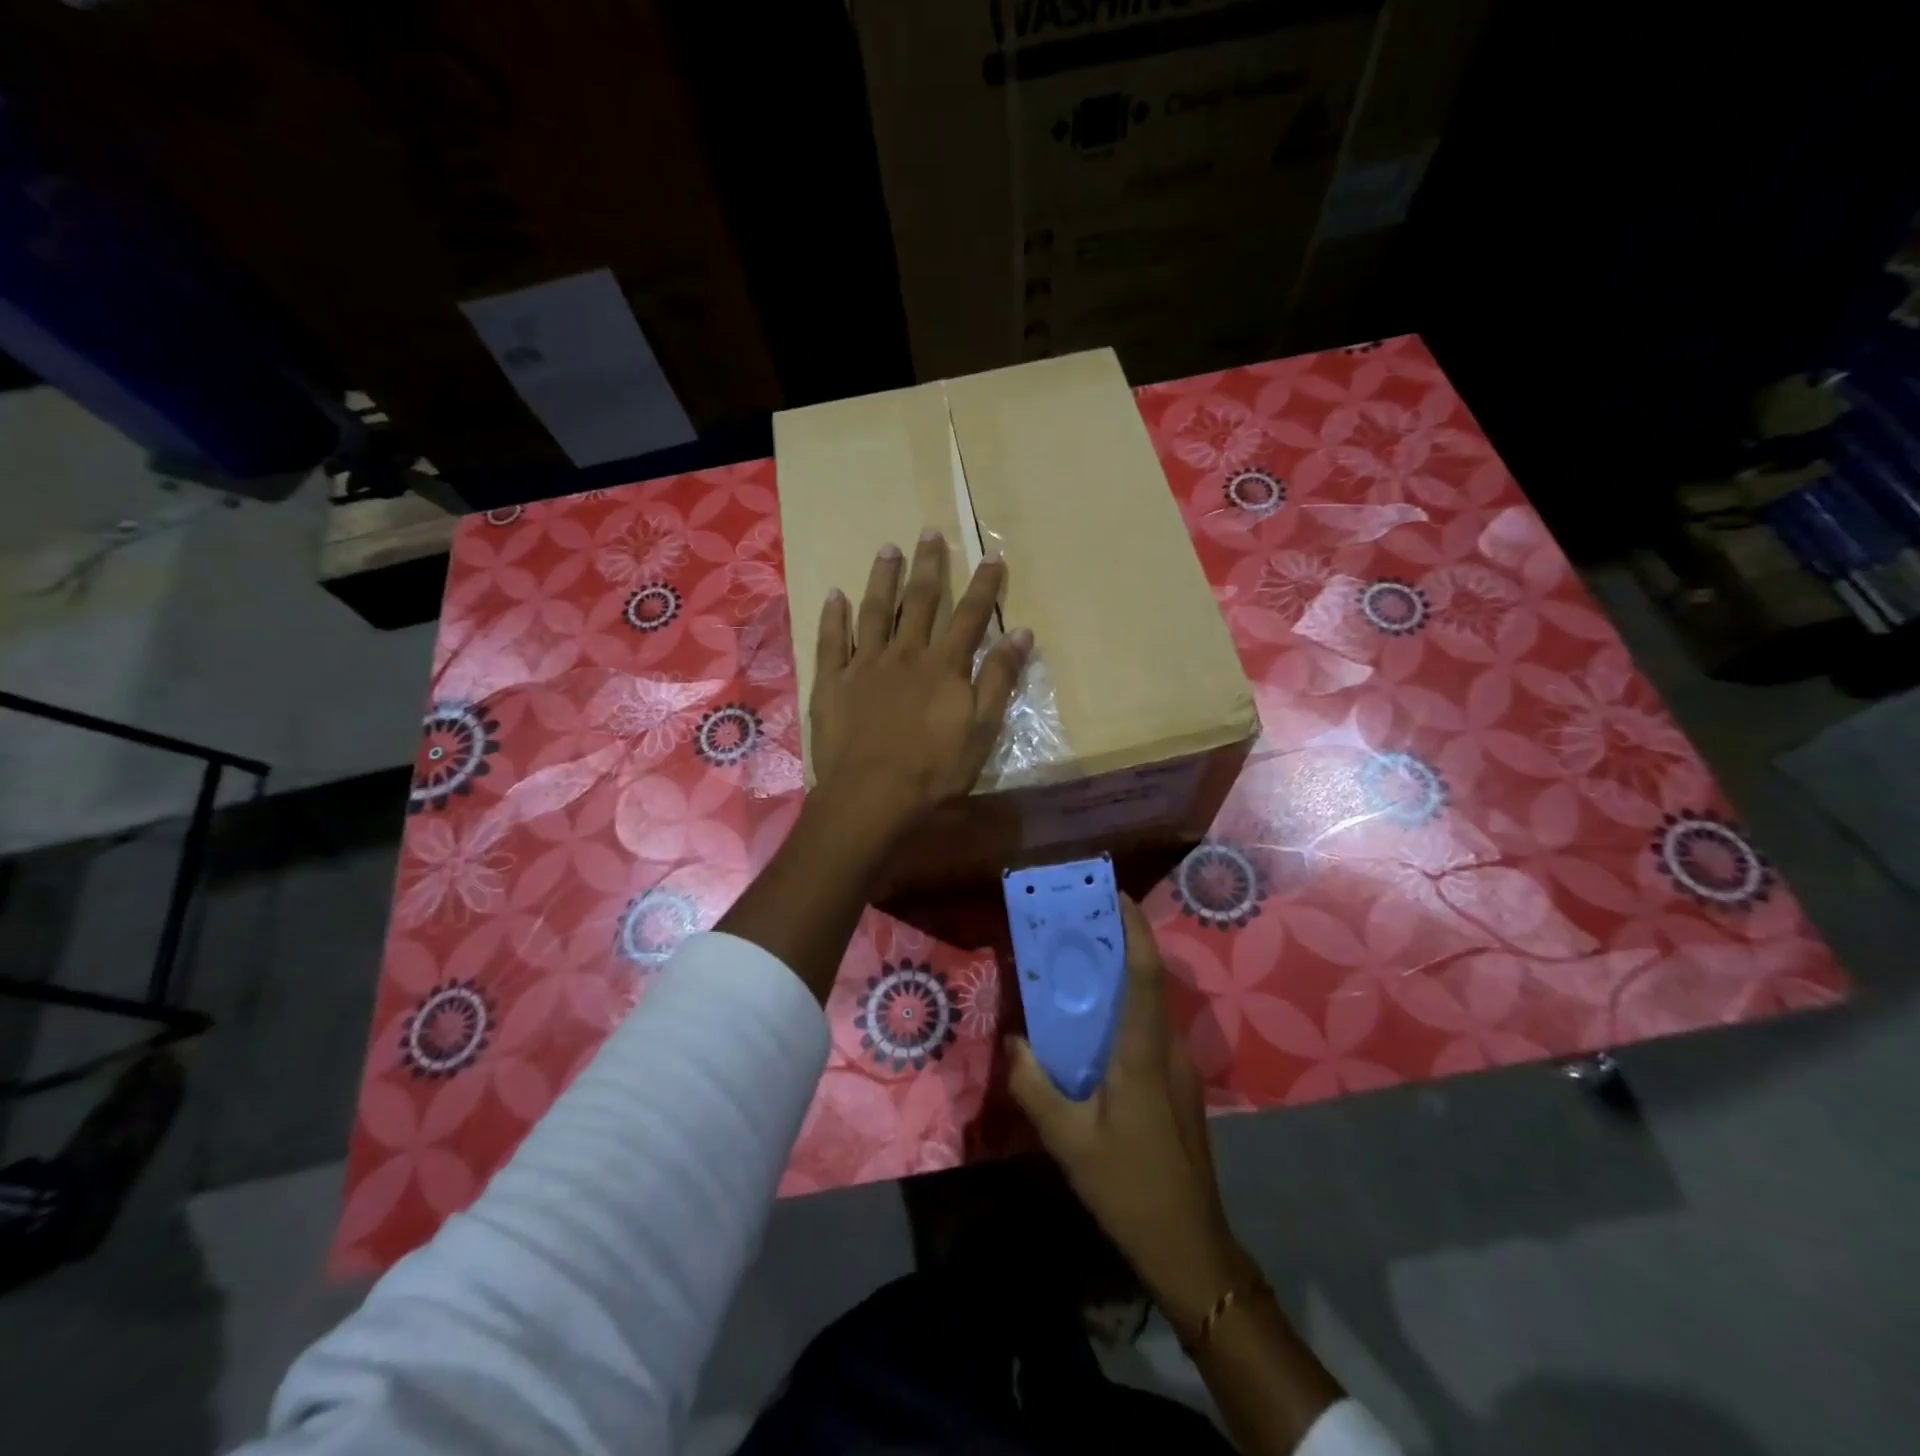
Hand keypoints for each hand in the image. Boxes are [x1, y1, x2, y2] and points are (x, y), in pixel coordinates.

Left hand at [810, 531, 1032, 840]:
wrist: (872, 795)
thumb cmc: (934, 769)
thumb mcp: (982, 728)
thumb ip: (1000, 678)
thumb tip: (1022, 632)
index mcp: (943, 666)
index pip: (970, 616)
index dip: (983, 586)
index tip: (992, 556)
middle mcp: (905, 654)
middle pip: (919, 601)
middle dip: (928, 566)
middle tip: (930, 531)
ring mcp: (864, 665)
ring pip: (875, 611)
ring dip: (882, 579)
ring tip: (888, 548)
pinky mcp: (832, 682)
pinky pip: (831, 641)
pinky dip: (833, 617)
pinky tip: (835, 595)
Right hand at [1007, 896, 1251, 1336]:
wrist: (1189, 1245)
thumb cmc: (1128, 1186)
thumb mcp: (1068, 1141)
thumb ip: (1035, 1086)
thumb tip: (1013, 1041)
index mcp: (1143, 1053)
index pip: (1145, 974)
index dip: (1134, 929)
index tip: (1114, 895)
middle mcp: (1168, 1049)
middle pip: (1148, 981)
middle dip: (1120, 944)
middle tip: (1079, 925)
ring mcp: (1179, 1068)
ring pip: (1150, 1007)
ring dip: (1122, 979)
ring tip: (1080, 969)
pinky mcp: (1178, 1086)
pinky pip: (1150, 1031)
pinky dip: (1126, 1011)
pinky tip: (1095, 1030)